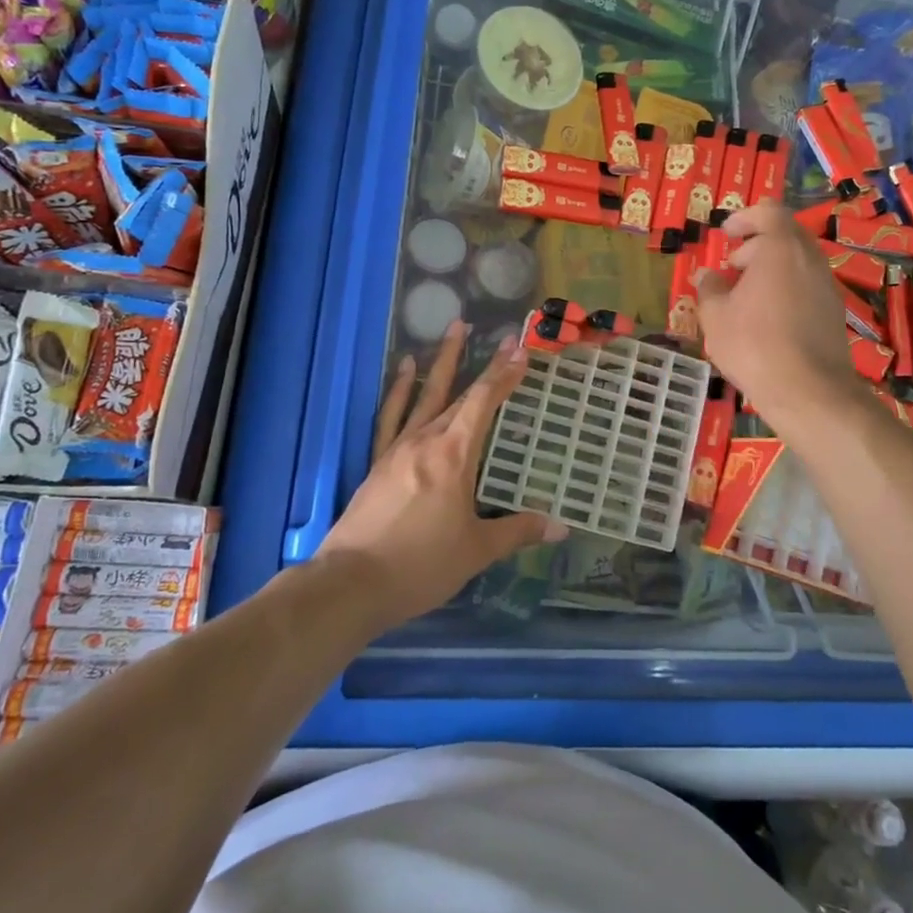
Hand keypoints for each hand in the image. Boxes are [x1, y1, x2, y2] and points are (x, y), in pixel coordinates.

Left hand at [317, 321, 565, 628]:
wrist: (352, 583)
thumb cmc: (421, 565)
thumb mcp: (476, 550)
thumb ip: (518, 531)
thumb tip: (560, 526)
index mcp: (454, 455)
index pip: (484, 403)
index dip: (504, 375)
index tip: (521, 350)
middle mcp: (427, 440)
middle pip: (460, 393)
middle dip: (485, 365)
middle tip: (503, 338)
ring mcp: (398, 448)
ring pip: (426, 395)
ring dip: (443, 361)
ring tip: (454, 328)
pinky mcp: (379, 461)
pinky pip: (391, 416)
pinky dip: (400, 390)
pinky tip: (406, 369)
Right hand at [695, 202, 861, 421]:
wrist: (809, 391)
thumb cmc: (754, 345)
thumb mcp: (715, 317)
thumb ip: (709, 289)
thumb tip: (705, 275)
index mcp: (781, 249)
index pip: (770, 212)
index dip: (746, 217)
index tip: (727, 234)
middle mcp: (810, 259)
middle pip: (786, 235)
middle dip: (757, 245)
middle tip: (732, 268)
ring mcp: (827, 285)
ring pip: (798, 262)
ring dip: (772, 269)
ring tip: (746, 297)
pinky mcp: (834, 311)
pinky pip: (807, 285)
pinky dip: (787, 288)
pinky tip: (767, 319)